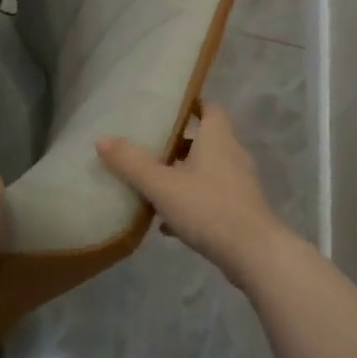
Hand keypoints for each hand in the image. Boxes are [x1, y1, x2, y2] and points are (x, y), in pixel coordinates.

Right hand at [96, 103, 289, 284]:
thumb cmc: (208, 208)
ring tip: (153, 185)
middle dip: (178, 143)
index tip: (168, 108)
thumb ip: (132, 163)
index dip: (191, 104)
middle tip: (150, 147)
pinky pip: (210, 198)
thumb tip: (102, 139)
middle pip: (205, 140)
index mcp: (218, 139)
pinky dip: (191, 203)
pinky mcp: (240, 210)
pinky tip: (168, 224)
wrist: (254, 253)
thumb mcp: (162, 185)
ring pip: (206, 171)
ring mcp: (239, 184)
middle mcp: (232, 155)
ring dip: (183, 175)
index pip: (209, 108)